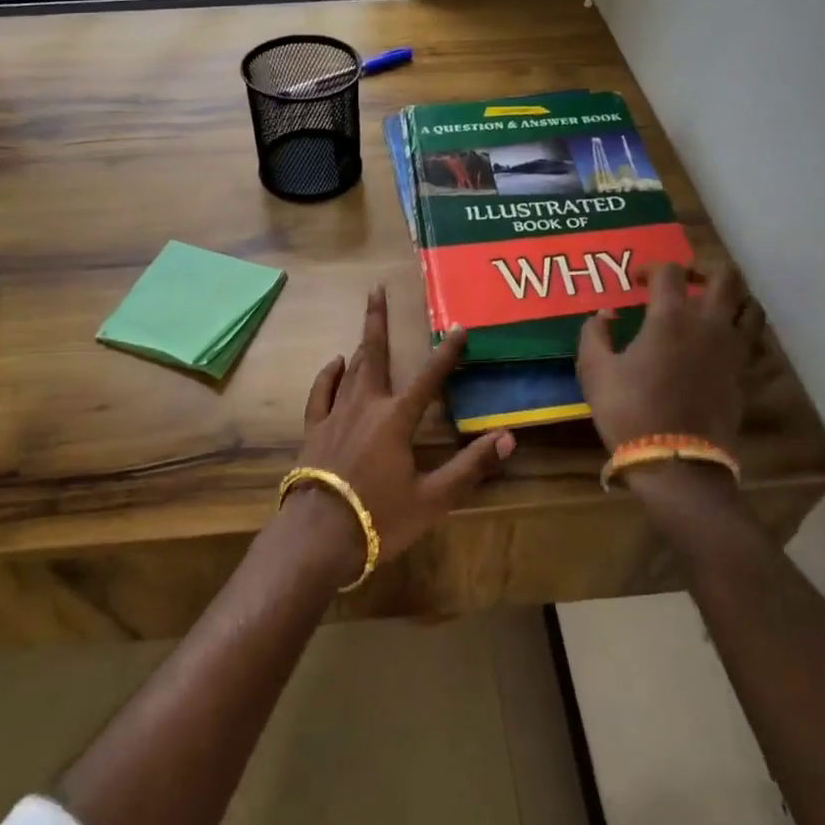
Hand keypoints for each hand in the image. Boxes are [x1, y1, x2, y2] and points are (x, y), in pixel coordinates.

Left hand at [281, 285, 515, 586]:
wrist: (318, 535)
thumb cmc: (380, 518)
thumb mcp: (434, 498)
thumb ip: (471, 466)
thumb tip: (509, 437)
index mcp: (397, 419)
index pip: (429, 378)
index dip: (446, 353)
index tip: (457, 327)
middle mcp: (366, 405)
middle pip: (374, 354)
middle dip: (378, 319)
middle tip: (377, 289)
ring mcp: (336, 414)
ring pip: (350, 368)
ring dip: (360, 342)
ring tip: (366, 318)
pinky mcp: (315, 428)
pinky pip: (321, 392)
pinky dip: (328, 375)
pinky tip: (334, 364)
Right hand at [576, 261, 764, 455]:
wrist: (676, 460)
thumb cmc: (629, 410)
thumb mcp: (595, 371)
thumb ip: (594, 334)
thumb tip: (604, 315)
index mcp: (671, 317)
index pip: (670, 272)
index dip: (651, 268)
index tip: (636, 280)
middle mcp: (709, 324)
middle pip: (724, 277)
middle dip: (703, 270)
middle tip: (684, 281)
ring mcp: (734, 350)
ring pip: (750, 307)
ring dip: (732, 298)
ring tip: (712, 306)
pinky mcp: (746, 375)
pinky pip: (756, 342)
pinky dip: (744, 333)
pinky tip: (725, 342)